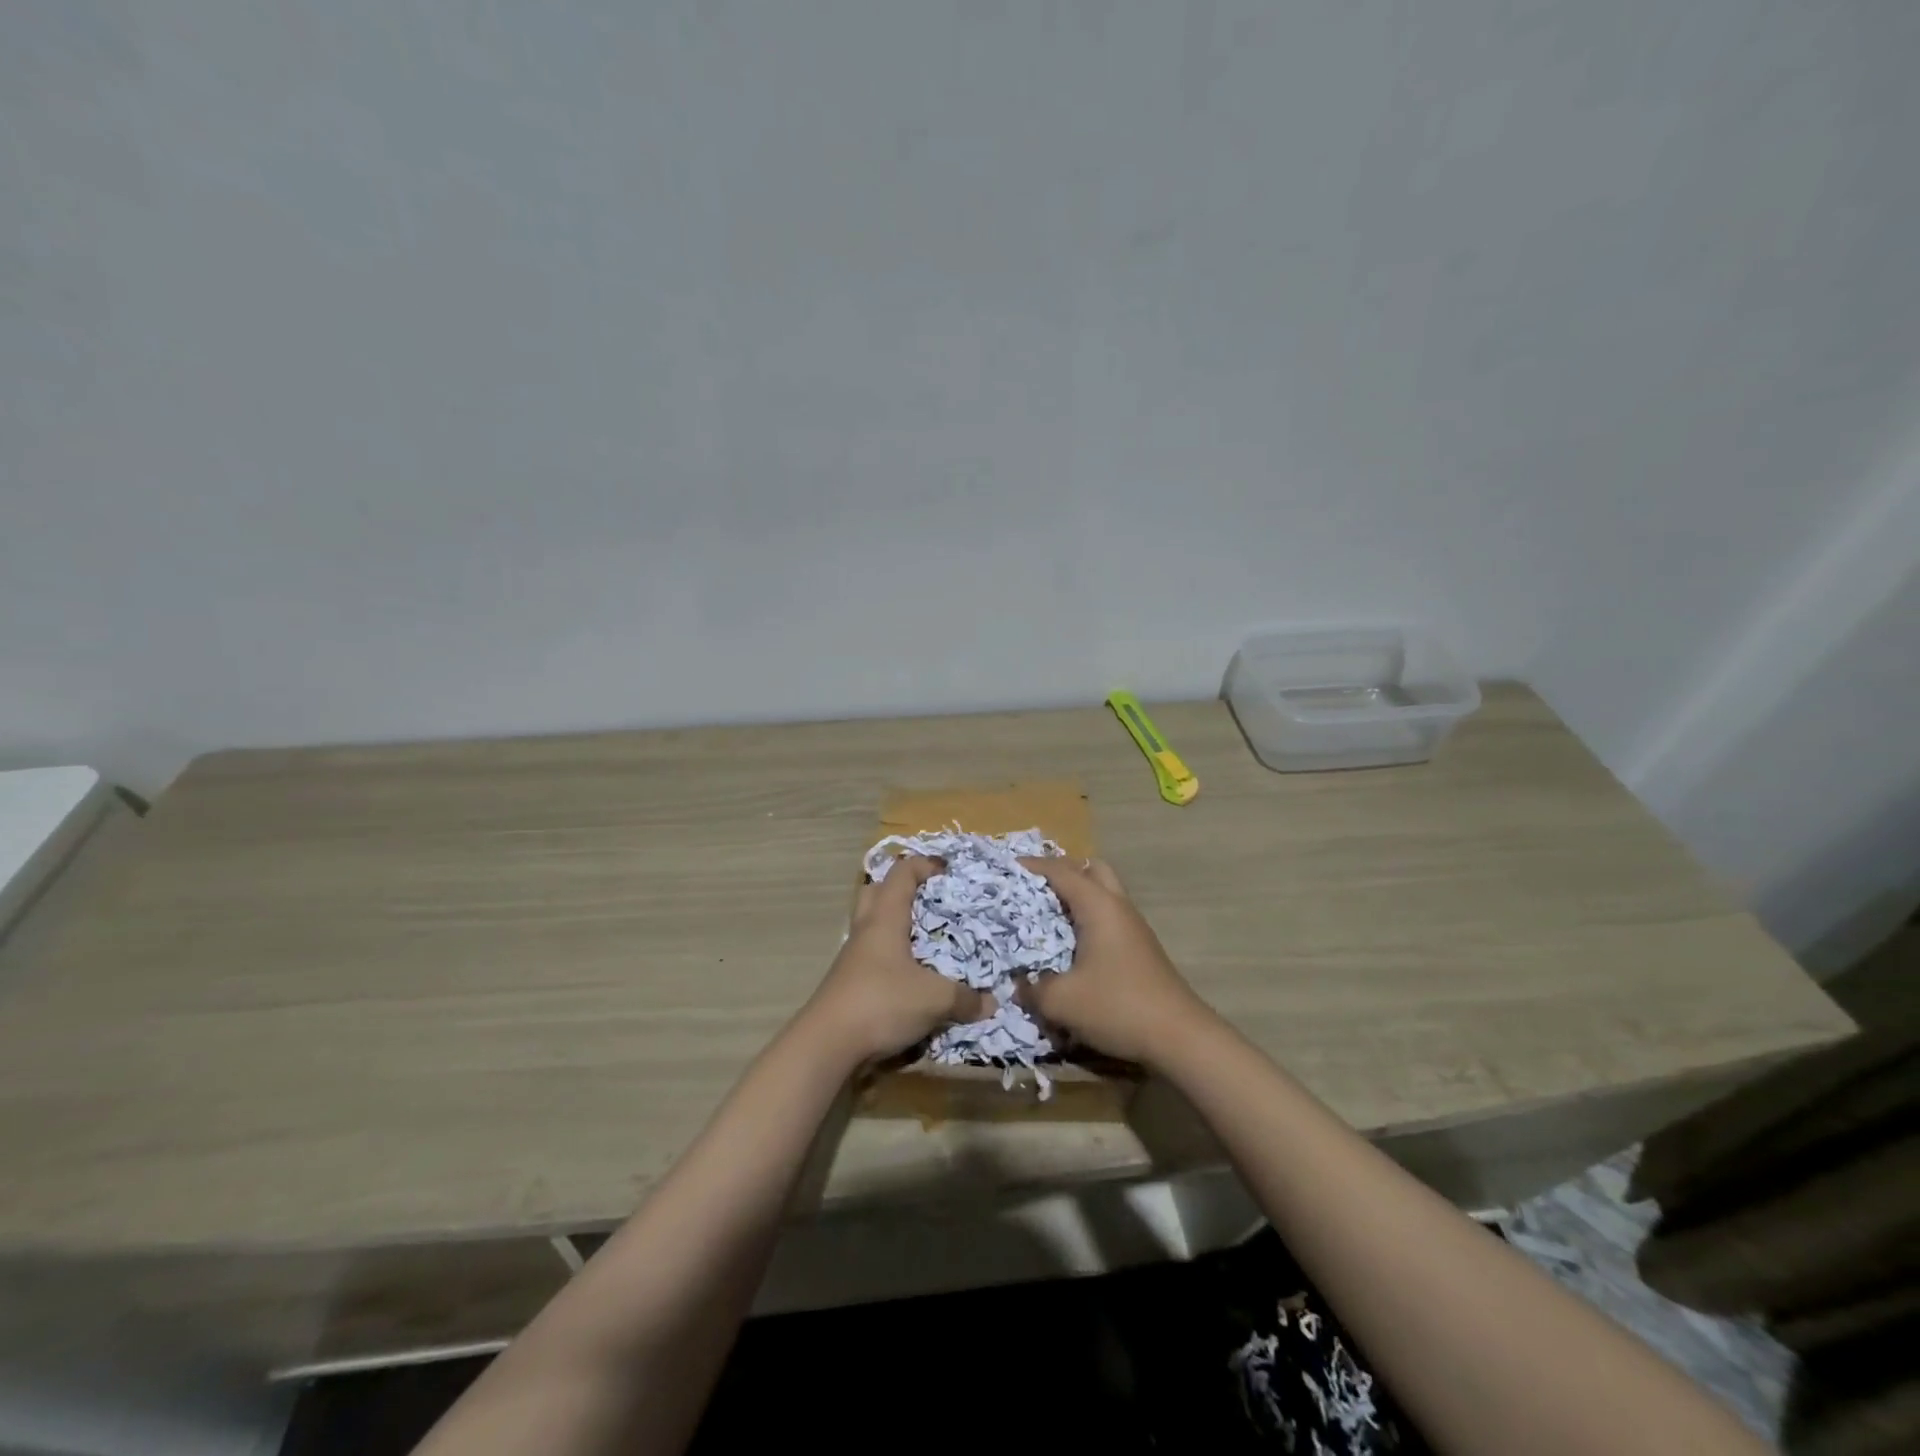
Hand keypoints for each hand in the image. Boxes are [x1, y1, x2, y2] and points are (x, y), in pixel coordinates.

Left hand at [802, 855, 990, 1063]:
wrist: (827, 1045)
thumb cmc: (881, 1003)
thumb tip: (991, 1003)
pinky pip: (872, 955)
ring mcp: (853, 957)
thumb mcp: (934, 1000)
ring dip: (896, 925)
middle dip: (903, 890)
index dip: (925, 865)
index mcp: (885, 918)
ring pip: (872, 925)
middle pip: (877, 892)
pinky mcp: (848, 982)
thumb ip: (965, 999)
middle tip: (930, 901)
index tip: (948, 871)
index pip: (902, 873)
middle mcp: (866, 930)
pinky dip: (892, 957)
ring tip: (926, 939)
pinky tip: (912, 976)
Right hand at [1016, 857, 1213, 1066]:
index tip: (1006, 867)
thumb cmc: (1118, 1006)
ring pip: (1104, 893)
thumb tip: (1018, 984)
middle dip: (1062, 872)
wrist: (1179, 1036)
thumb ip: (1032, 989)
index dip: (1032, 866)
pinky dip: (1088, 917)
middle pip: (1091, 869)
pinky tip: (1072, 944)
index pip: (1060, 871)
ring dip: (1077, 896)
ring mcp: (1133, 926)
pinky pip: (1109, 915)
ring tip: (1048, 915)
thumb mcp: (1062, 1001)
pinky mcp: (1140, 947)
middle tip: (1034, 888)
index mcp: (1098, 906)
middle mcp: (1117, 906)